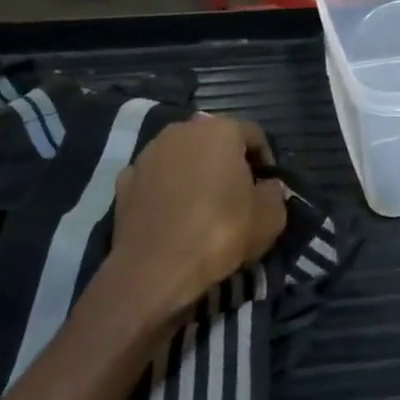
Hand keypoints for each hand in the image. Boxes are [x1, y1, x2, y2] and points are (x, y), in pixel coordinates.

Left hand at [107, 115, 287, 322]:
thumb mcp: (270, 218)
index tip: (267, 186)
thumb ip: (275, 193)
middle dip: (227, 160)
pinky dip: (166, 188)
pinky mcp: (124, 179)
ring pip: (182, 155)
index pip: (253, 134)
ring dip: (194, 171)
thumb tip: (268, 186)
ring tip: (203, 203)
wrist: (155, 269)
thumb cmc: (220, 233)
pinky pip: (156, 177)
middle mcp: (181, 131)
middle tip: (237, 192)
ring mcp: (148, 153)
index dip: (265, 159)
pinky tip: (173, 214)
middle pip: (214, 139)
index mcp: (220, 130)